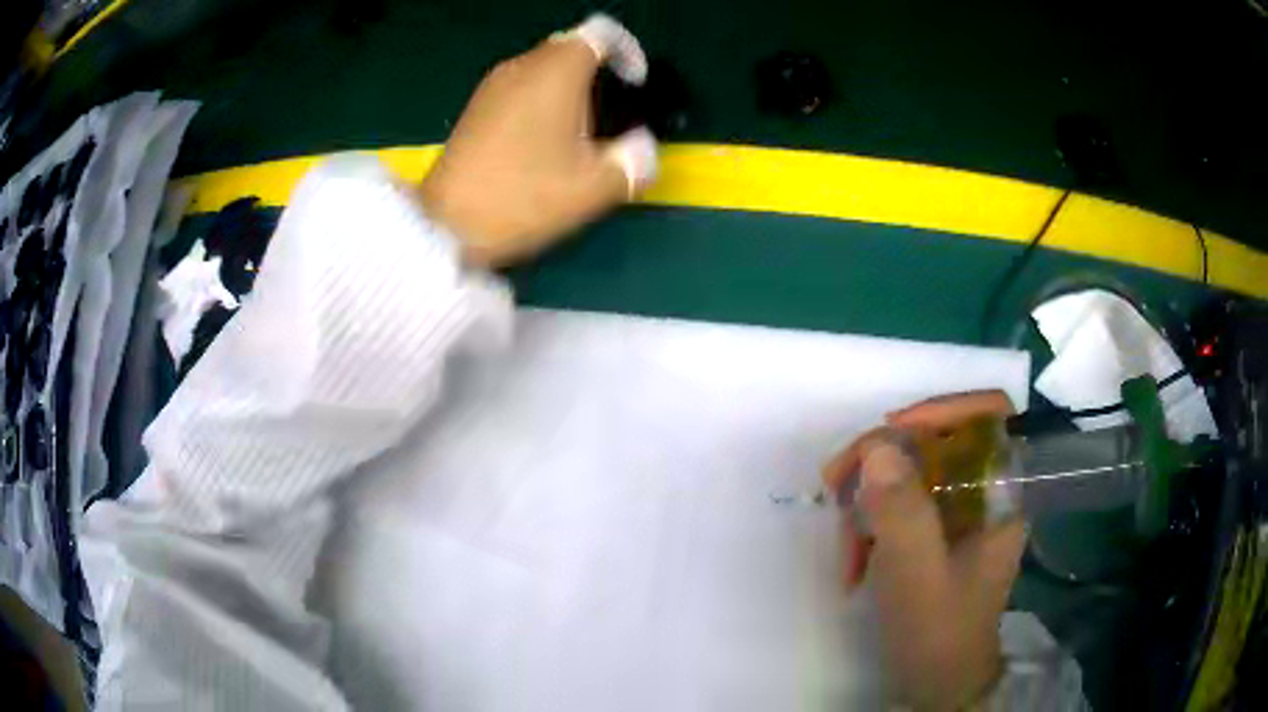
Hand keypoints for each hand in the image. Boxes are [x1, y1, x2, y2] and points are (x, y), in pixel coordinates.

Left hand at [419, 15, 657, 266]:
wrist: (447, 226)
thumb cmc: (525, 197)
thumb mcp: (596, 187)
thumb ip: (636, 159)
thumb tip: (642, 146)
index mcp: (557, 71)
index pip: (602, 33)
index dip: (629, 51)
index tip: (636, 85)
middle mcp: (523, 65)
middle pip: (572, 47)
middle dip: (600, 71)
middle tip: (612, 114)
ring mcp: (493, 84)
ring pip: (544, 67)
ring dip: (570, 88)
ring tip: (579, 134)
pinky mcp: (476, 106)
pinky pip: (521, 85)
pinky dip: (542, 99)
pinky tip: (542, 142)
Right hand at [822, 391, 1025, 710]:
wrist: (937, 681)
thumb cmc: (939, 633)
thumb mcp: (918, 577)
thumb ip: (903, 514)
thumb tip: (878, 448)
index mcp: (1002, 493)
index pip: (990, 414)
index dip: (943, 407)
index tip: (890, 431)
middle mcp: (985, 491)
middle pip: (937, 439)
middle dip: (883, 463)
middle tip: (837, 485)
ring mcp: (959, 511)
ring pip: (910, 471)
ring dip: (868, 502)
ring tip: (848, 550)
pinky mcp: (936, 528)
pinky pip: (898, 503)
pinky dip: (869, 525)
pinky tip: (855, 561)